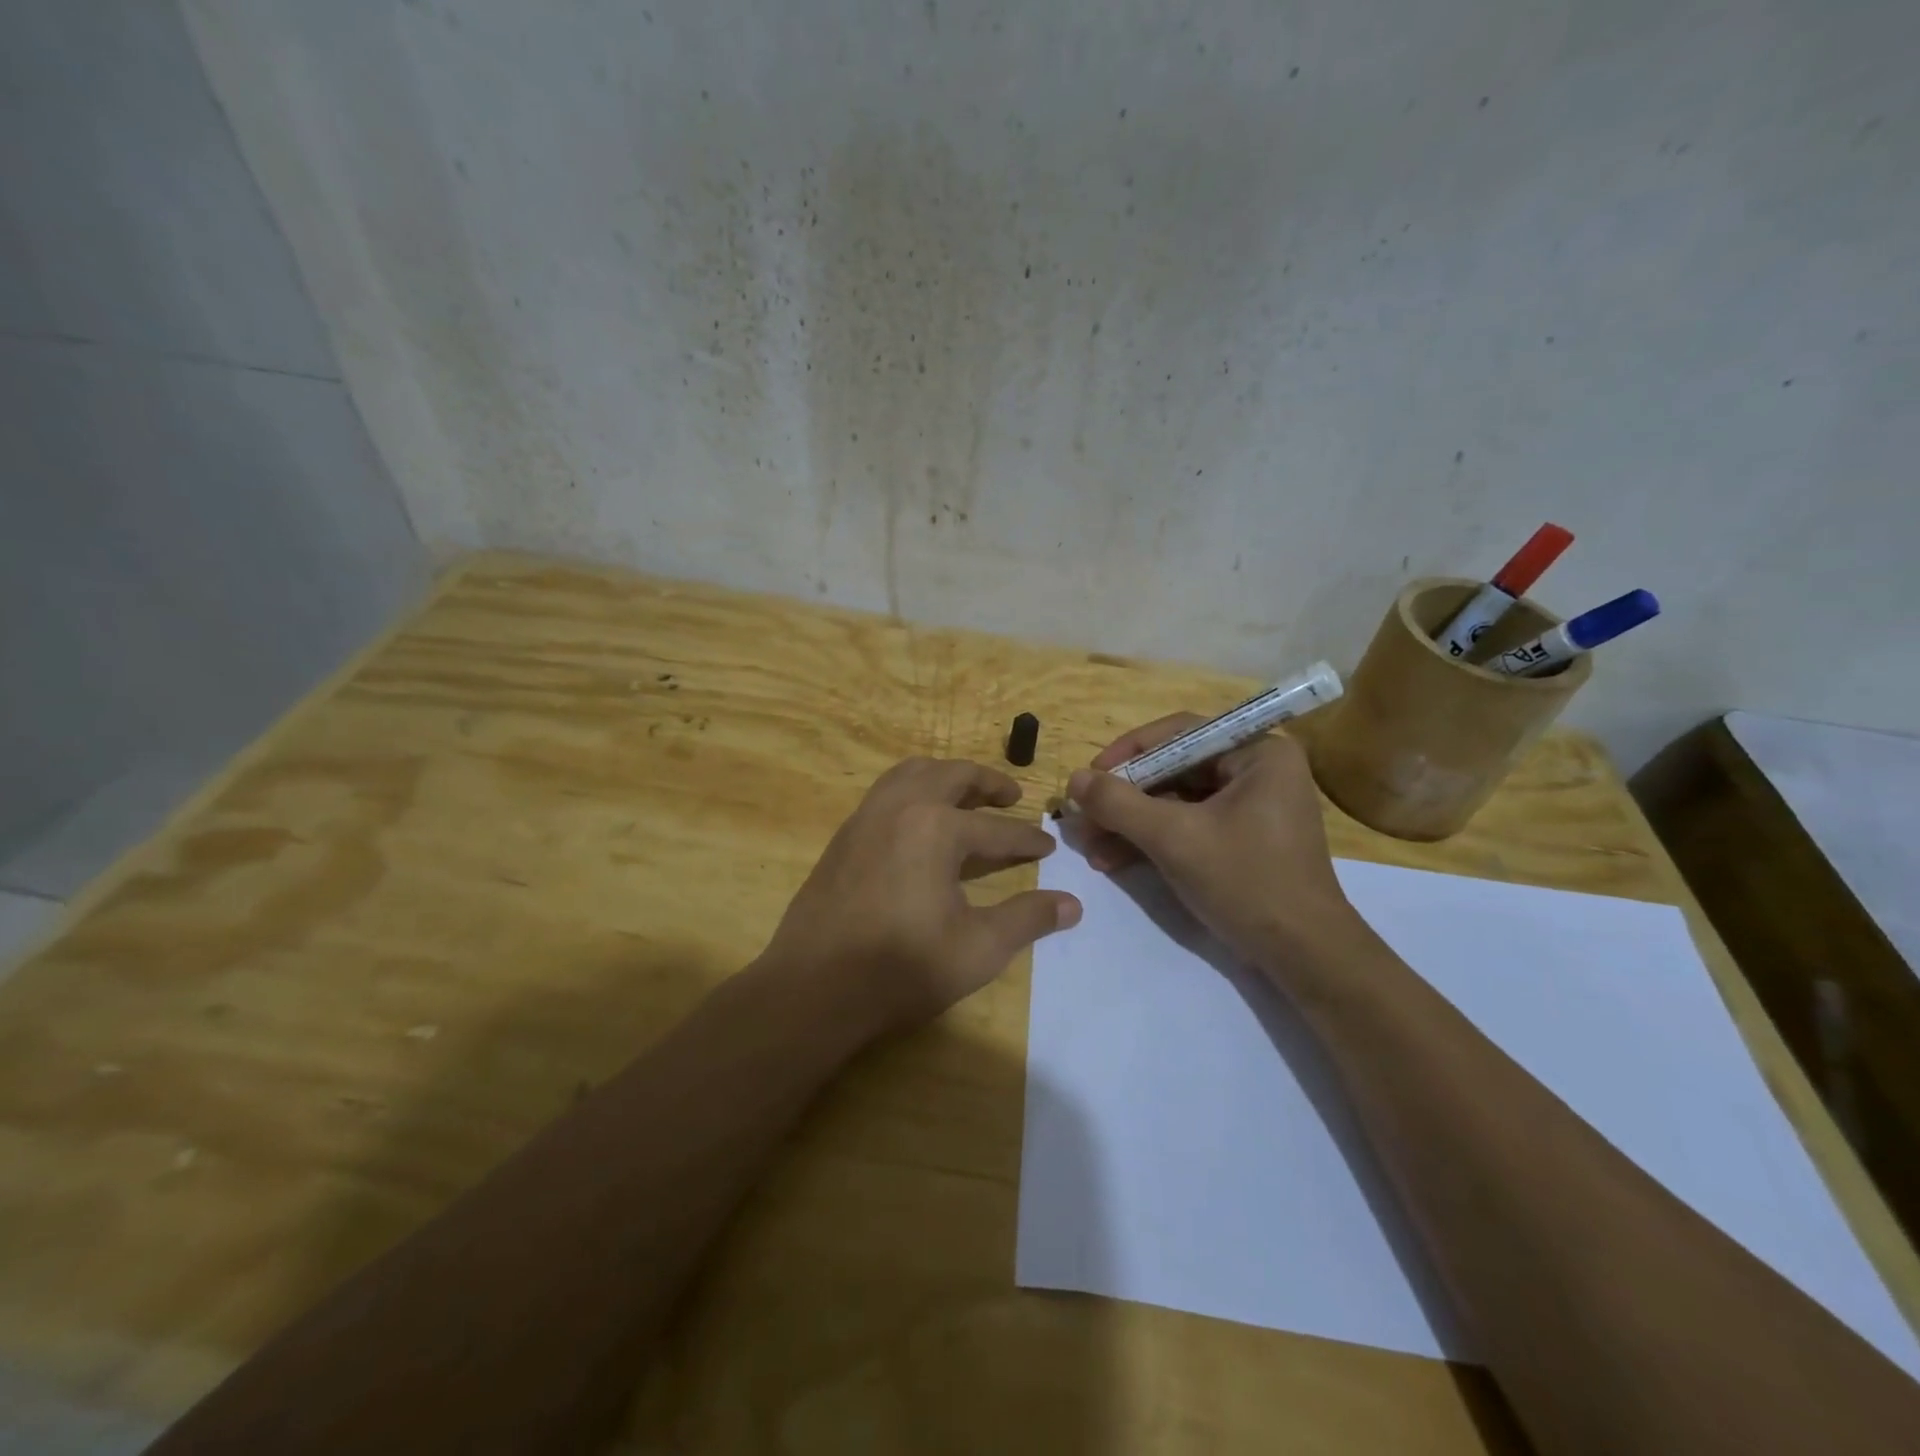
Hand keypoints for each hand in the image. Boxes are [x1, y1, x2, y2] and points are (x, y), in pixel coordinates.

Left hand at [761, 757, 1081, 1035]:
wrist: (815, 988)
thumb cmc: (903, 968)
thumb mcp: (979, 949)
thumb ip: (1028, 919)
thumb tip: (1072, 904)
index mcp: (936, 828)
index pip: (997, 829)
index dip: (1027, 839)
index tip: (1048, 845)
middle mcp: (900, 807)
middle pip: (952, 776)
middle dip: (987, 782)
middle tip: (1012, 796)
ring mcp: (866, 817)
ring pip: (911, 774)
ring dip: (945, 777)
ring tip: (966, 796)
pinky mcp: (843, 836)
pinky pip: (884, 793)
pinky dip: (912, 791)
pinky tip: (919, 823)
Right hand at [1067, 718, 1360, 969]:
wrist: (1304, 957)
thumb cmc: (1246, 882)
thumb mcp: (1175, 838)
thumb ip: (1120, 804)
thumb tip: (1074, 779)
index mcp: (1258, 754)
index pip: (1180, 734)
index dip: (1129, 752)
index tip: (1091, 776)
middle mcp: (1257, 772)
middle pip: (1174, 769)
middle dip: (1125, 798)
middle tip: (1084, 816)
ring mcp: (1250, 808)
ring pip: (1176, 802)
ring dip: (1130, 823)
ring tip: (1090, 846)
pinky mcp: (1241, 840)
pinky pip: (1188, 826)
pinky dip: (1152, 841)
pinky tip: (1113, 860)